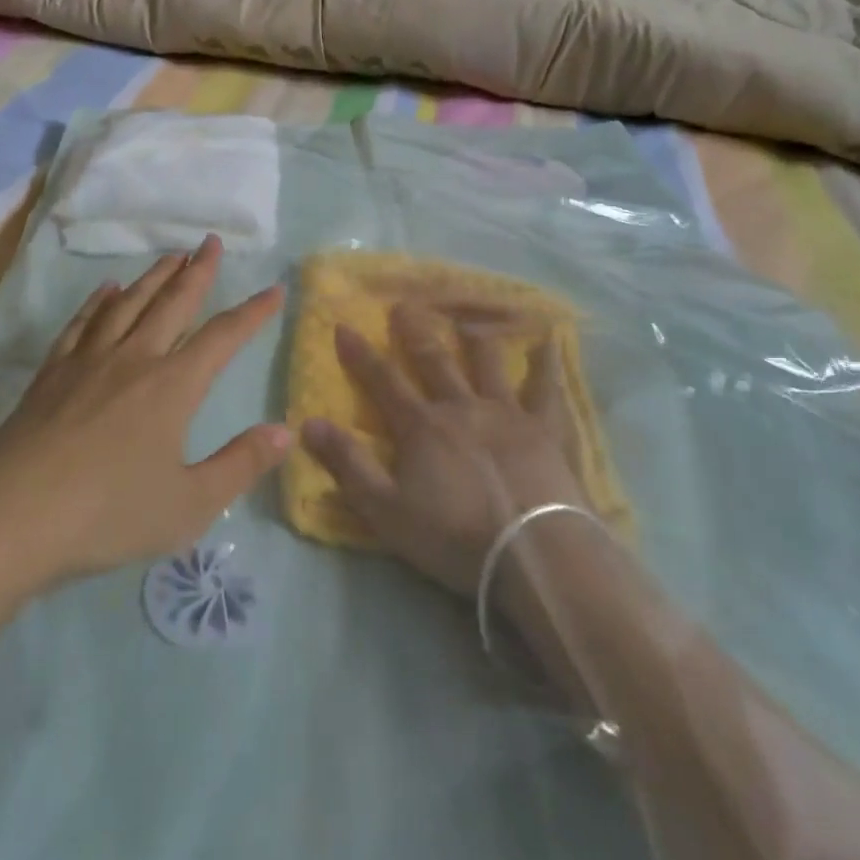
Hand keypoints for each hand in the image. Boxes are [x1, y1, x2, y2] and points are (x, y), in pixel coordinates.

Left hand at [0, 236, 288, 584]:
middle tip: (211, 242)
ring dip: (154, 277)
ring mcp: (89, 361)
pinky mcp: (52, 373)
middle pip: (173, 303)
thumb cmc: (108, 514)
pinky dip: (98, 302)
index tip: (273, 290)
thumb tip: (285, 430)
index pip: (222, 336)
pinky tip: (106, 290)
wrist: (13, 516)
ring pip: (128, 304)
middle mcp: (135, 359)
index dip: (252, 312)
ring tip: (171, 256)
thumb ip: (241, 464)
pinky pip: (82, 324)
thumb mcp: (189, 504)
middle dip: (198, 272)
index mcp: (173, 386)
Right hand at [303, 303, 584, 596]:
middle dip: (415, 332)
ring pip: (488, 364)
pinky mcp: (546, 429)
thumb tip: (308, 423)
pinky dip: (547, 364)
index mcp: (422, 426)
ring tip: (468, 321)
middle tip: (404, 306)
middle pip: (434, 361)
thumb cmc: (455, 536)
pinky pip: (546, 389)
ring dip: (476, 340)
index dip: (360, 354)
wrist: (535, 553)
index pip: (383, 381)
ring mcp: (506, 413)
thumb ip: (348, 464)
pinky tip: (551, 342)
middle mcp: (461, 407)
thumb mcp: (386, 510)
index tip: (344, 325)